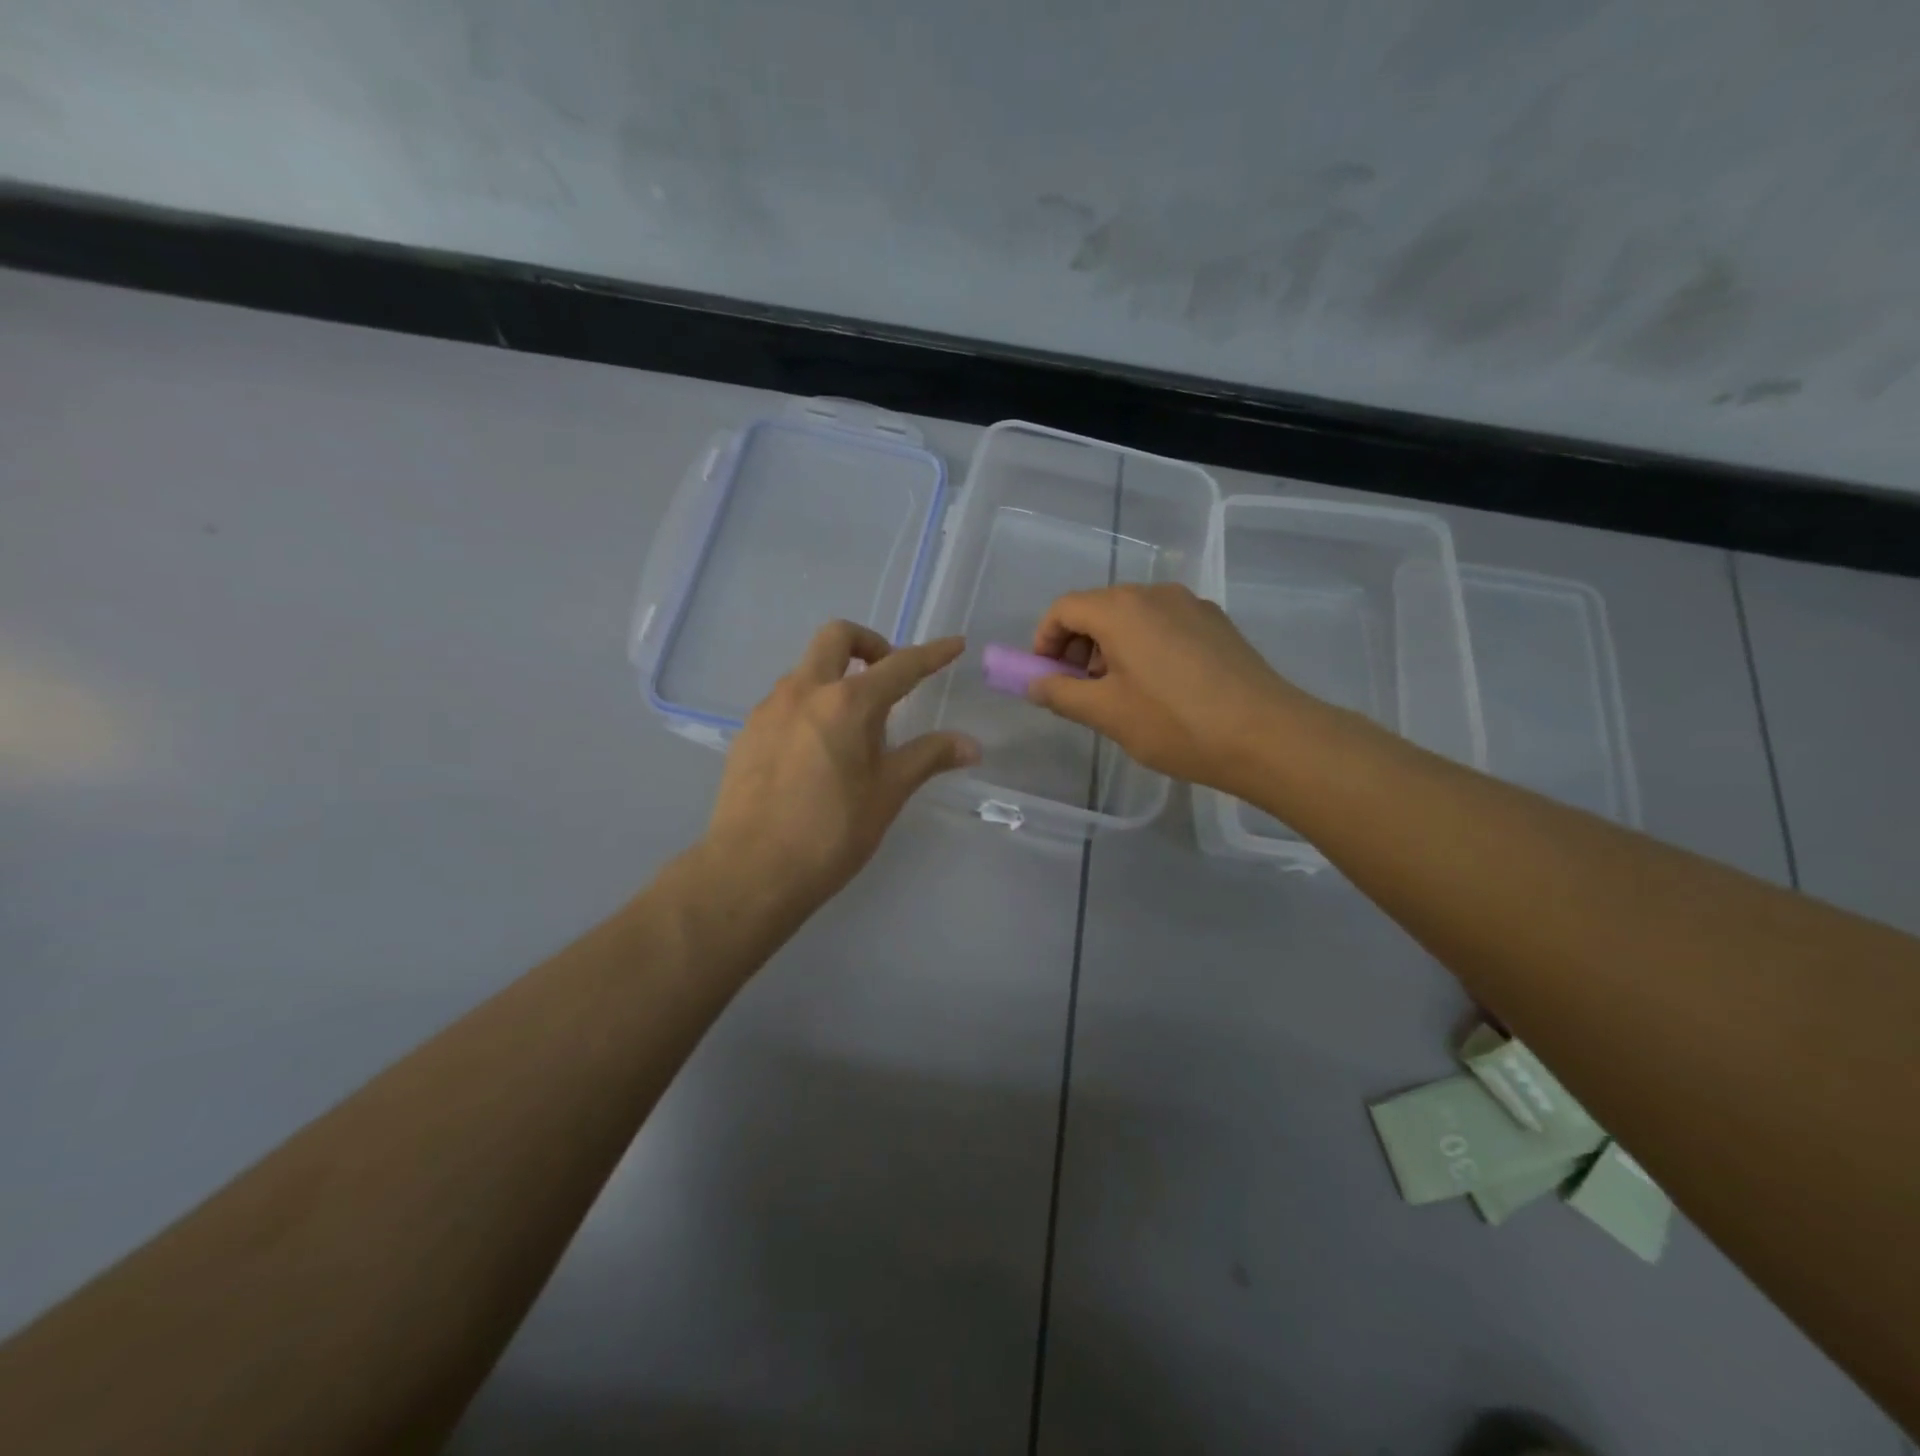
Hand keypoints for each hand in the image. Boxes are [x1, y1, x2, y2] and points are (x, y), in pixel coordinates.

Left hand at [700, 621, 977, 923]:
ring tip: (853, 728)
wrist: (751, 871)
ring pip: (806, 669)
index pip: (900, 666)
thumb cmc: (831, 833)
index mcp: (847, 702)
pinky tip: (816, 751)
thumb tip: (971, 745)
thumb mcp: (888, 794)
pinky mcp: (747, 733)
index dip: (932, 654)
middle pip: (836, 637)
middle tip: (888, 676)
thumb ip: (928, 758)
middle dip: (869, 643)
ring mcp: (769, 709)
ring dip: (835, 677)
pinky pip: (784, 701)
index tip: (954, 644)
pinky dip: (809, 705)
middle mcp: (804, 691)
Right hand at [1027, 583, 1317, 793]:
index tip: (1044, 676)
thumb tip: (1034, 684)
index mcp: (1121, 609)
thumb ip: (1060, 694)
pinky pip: (1163, 625)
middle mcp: (1155, 594)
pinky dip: (1143, 647)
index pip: (1064, 609)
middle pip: (1098, 608)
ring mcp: (1191, 605)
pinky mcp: (1216, 623)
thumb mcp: (1106, 714)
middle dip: (1078, 647)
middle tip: (1080, 691)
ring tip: (1119, 694)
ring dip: (1110, 648)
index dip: (1044, 640)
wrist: (1267, 735)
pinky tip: (1158, 689)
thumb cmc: (1175, 723)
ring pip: (1132, 617)